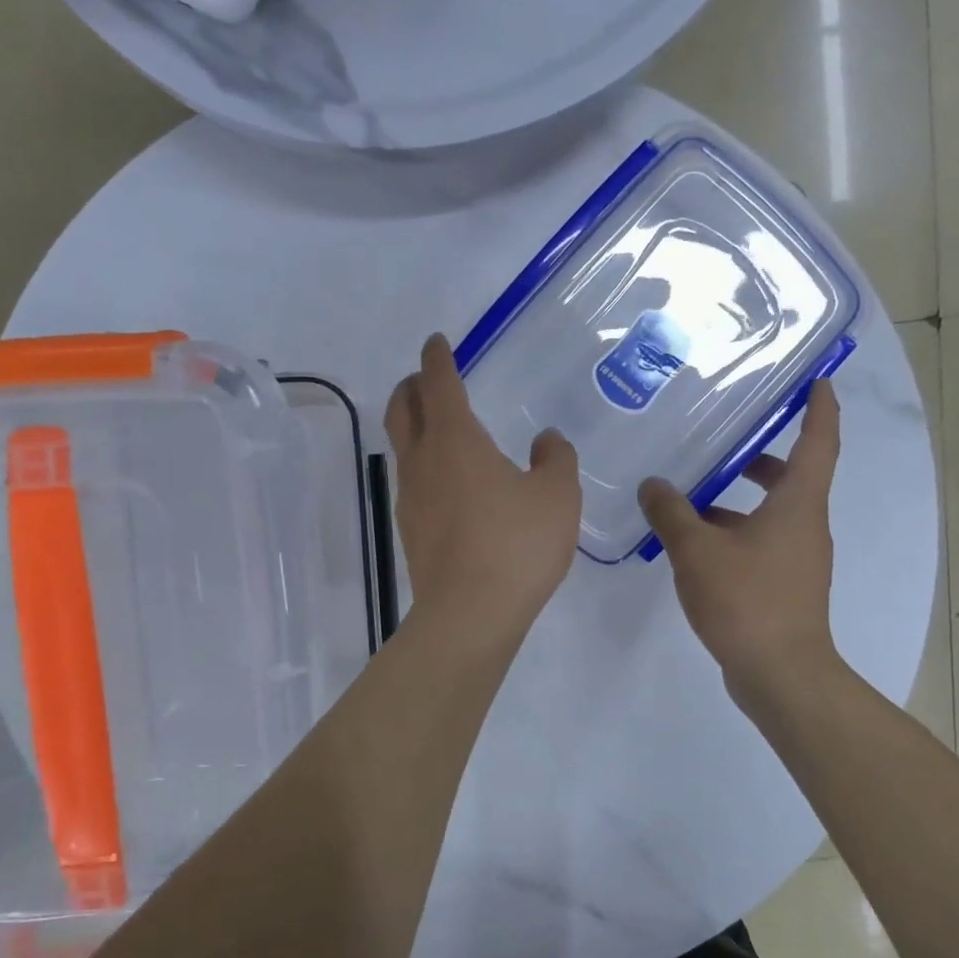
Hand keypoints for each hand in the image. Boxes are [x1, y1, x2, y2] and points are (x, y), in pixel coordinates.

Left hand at [387, 334, 581, 638]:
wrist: (470, 614)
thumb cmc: (517, 545)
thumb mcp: (556, 496)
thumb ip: (556, 459)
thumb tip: (546, 439)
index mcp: (455, 440)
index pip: (439, 384)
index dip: (437, 359)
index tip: (436, 343)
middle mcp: (423, 462)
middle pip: (402, 410)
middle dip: (411, 386)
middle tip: (425, 378)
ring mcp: (410, 498)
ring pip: (402, 447)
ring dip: (412, 426)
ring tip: (436, 427)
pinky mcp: (410, 531)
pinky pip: (412, 482)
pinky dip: (423, 464)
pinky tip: (448, 482)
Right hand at [638, 382, 850, 707]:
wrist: (780, 674)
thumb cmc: (746, 601)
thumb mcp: (697, 550)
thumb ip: (671, 513)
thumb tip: (653, 484)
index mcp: (798, 505)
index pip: (819, 442)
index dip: (820, 408)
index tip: (818, 381)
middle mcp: (806, 525)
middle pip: (792, 476)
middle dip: (762, 455)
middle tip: (726, 437)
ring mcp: (797, 557)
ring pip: (771, 511)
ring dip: (739, 498)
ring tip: (691, 493)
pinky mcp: (784, 584)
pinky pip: (760, 541)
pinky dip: (733, 530)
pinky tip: (693, 542)